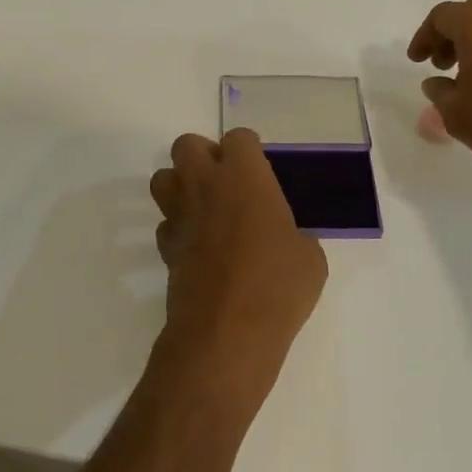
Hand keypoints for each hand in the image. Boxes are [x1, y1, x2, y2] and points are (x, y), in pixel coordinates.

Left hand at [147, 129, 327, 411]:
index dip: (249, 151)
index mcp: (244, 176)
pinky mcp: (165, 250)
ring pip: (162, 179)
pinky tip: (200, 248)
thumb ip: (295, 234)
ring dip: (181, 186)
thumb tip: (285, 240)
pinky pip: (166, 224)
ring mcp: (180, 217)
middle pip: (186, 145)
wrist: (227, 333)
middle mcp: (205, 186)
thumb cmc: (278, 285)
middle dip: (204, 155)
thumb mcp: (309, 257)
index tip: (261, 170)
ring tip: (207, 208)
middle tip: (228, 182)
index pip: (238, 138)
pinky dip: (179, 228)